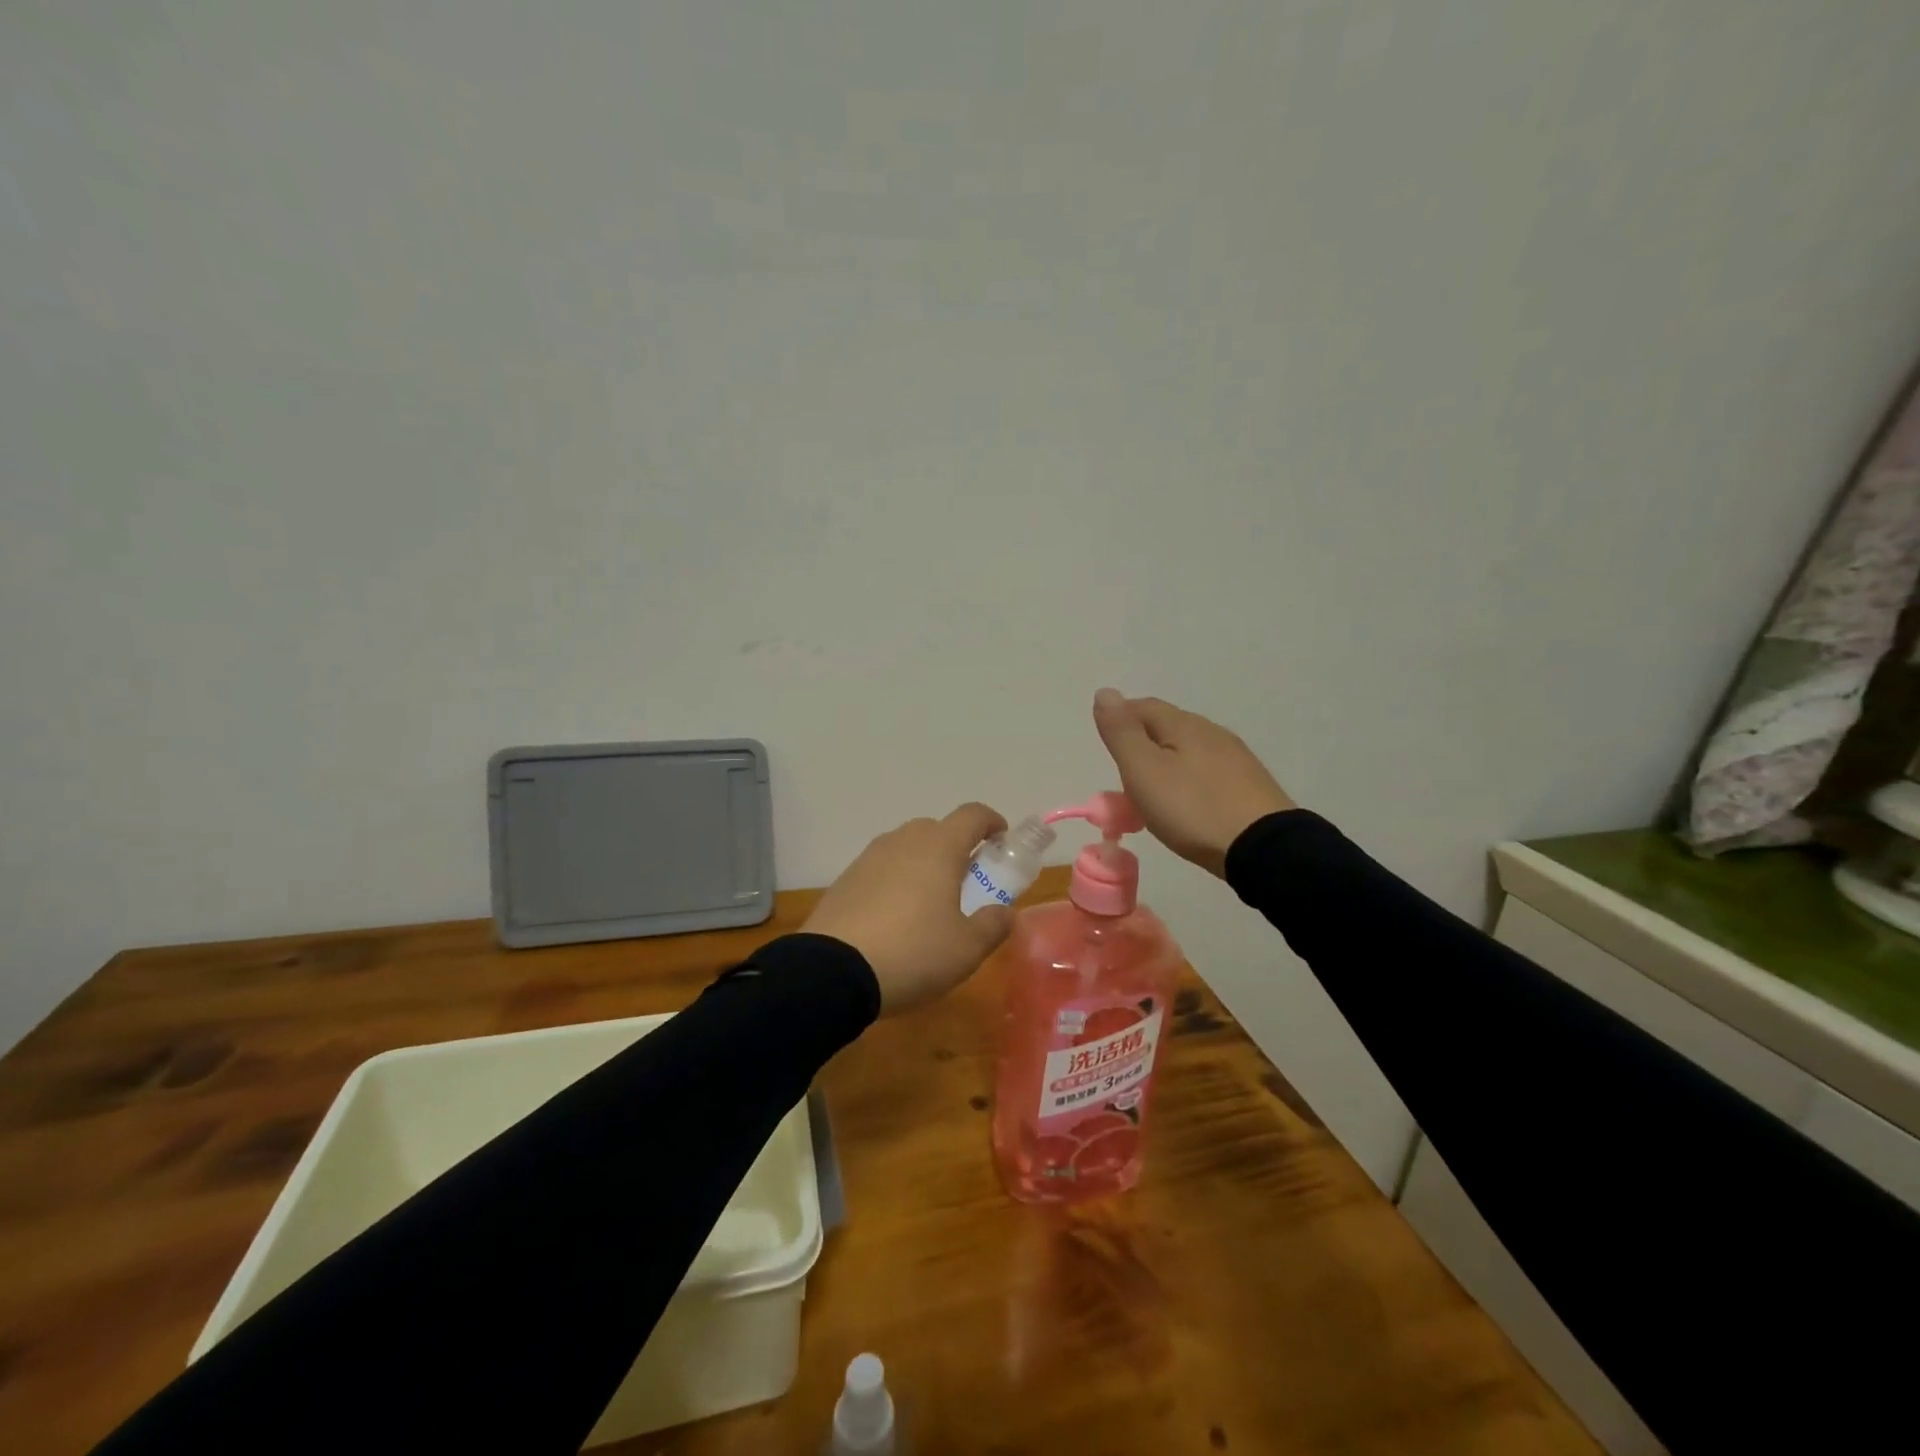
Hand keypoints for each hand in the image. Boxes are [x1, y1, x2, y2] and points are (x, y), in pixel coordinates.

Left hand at [803, 803, 1016, 1015]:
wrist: (832, 972)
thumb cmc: (913, 952)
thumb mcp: (966, 949)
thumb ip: (993, 925)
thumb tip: (1004, 912)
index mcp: (939, 848)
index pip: (972, 815)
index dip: (991, 822)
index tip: (1001, 840)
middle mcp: (903, 841)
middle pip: (937, 829)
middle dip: (957, 847)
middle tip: (967, 881)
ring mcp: (869, 857)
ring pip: (906, 847)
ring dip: (924, 863)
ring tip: (930, 903)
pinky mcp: (845, 879)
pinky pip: (881, 869)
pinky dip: (896, 881)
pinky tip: (895, 917)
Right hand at [1092, 689, 1295, 877]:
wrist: (1264, 849)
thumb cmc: (1193, 809)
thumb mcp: (1144, 771)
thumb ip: (1122, 732)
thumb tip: (1105, 692)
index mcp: (1183, 724)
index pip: (1142, 706)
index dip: (1119, 721)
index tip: (1106, 751)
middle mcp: (1211, 732)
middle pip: (1166, 727)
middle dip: (1141, 745)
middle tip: (1124, 780)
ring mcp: (1235, 758)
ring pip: (1187, 750)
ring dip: (1164, 764)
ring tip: (1152, 797)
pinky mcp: (1249, 784)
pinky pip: (1207, 772)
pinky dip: (1187, 781)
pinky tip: (1187, 805)